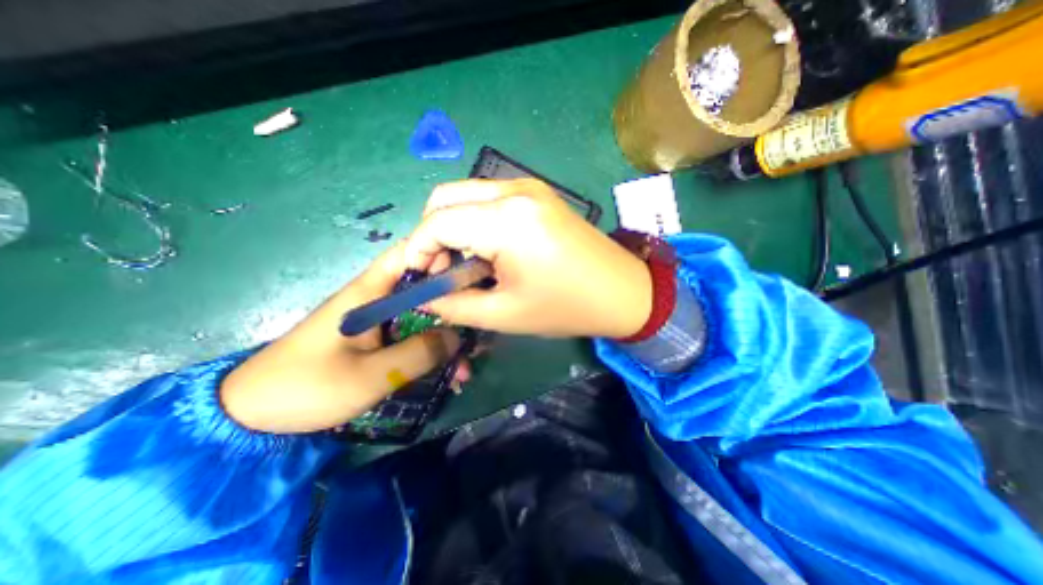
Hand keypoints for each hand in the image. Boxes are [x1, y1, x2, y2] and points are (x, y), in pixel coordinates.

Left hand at [221, 242, 466, 433]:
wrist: (253, 419)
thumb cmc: (308, 388)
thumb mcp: (371, 375)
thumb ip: (419, 353)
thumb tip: (457, 336)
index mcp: (369, 293)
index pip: (408, 256)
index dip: (440, 256)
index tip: (470, 275)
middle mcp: (376, 301)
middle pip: (423, 290)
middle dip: (453, 308)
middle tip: (477, 331)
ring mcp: (377, 323)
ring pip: (422, 319)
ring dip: (445, 339)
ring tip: (465, 369)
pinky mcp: (376, 342)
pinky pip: (412, 338)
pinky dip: (431, 351)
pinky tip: (446, 375)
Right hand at [402, 180, 648, 339]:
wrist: (624, 291)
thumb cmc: (567, 307)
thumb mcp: (505, 314)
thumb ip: (454, 305)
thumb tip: (422, 295)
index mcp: (507, 220)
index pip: (437, 222)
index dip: (416, 250)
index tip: (416, 278)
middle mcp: (514, 189)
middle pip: (445, 198)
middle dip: (431, 235)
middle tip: (440, 271)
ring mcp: (528, 186)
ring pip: (465, 196)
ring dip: (452, 228)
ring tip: (464, 265)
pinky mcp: (537, 194)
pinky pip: (488, 199)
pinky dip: (474, 222)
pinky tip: (487, 251)